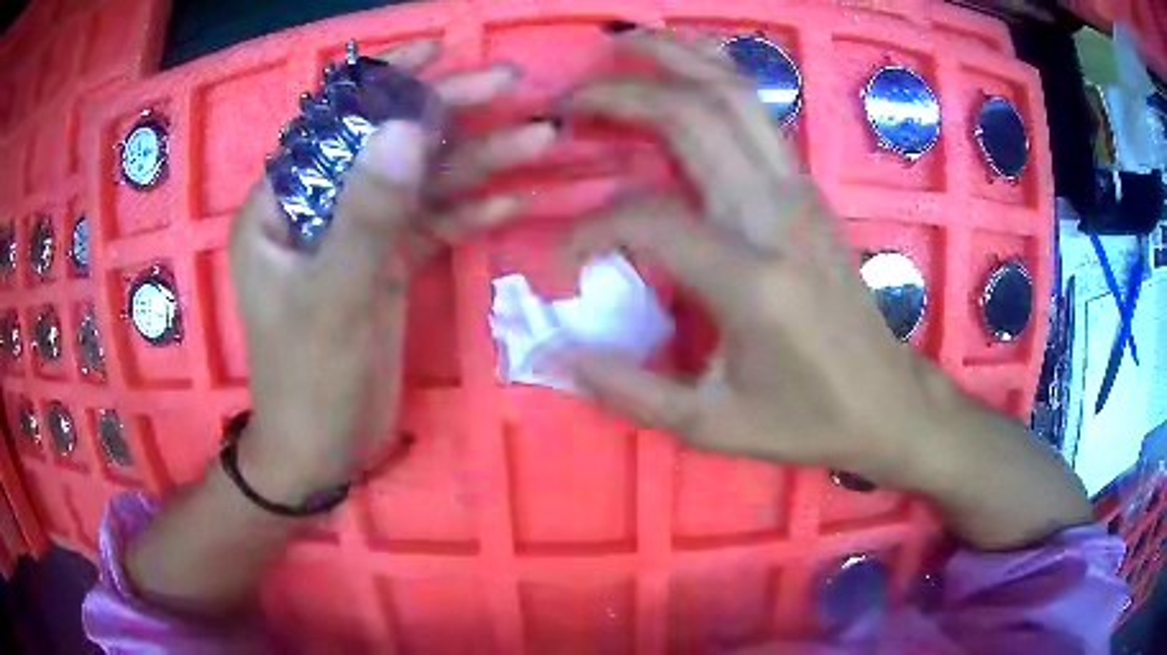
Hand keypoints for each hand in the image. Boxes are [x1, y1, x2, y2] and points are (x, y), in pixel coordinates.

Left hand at [229, 41, 556, 501]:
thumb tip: (406, 125)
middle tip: (510, 84)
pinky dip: (471, 211)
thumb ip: (367, 212)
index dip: (386, 81)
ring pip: (419, 182)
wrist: (322, 451)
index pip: (335, 121)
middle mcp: (319, 208)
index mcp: (282, 205)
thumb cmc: (308, 382)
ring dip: (477, 161)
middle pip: (388, 143)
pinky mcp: (386, 265)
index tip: (440, 49)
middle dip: (448, 111)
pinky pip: (432, 224)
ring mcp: (357, 236)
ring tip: (539, 138)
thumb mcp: (333, 299)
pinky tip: (513, 201)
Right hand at [561, 33, 1088, 548]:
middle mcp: (776, 215)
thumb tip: (559, 354)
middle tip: (571, 98)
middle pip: (694, 116)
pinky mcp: (809, 189)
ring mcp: (799, 192)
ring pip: (735, 94)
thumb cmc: (808, 420)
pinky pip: (758, 112)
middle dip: (624, 94)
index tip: (565, 254)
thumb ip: (630, 390)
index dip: (590, 228)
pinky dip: (717, 74)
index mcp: (751, 279)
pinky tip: (687, 68)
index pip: (647, 220)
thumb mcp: (713, 426)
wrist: (887, 401)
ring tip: (626, 42)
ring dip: (677, 58)